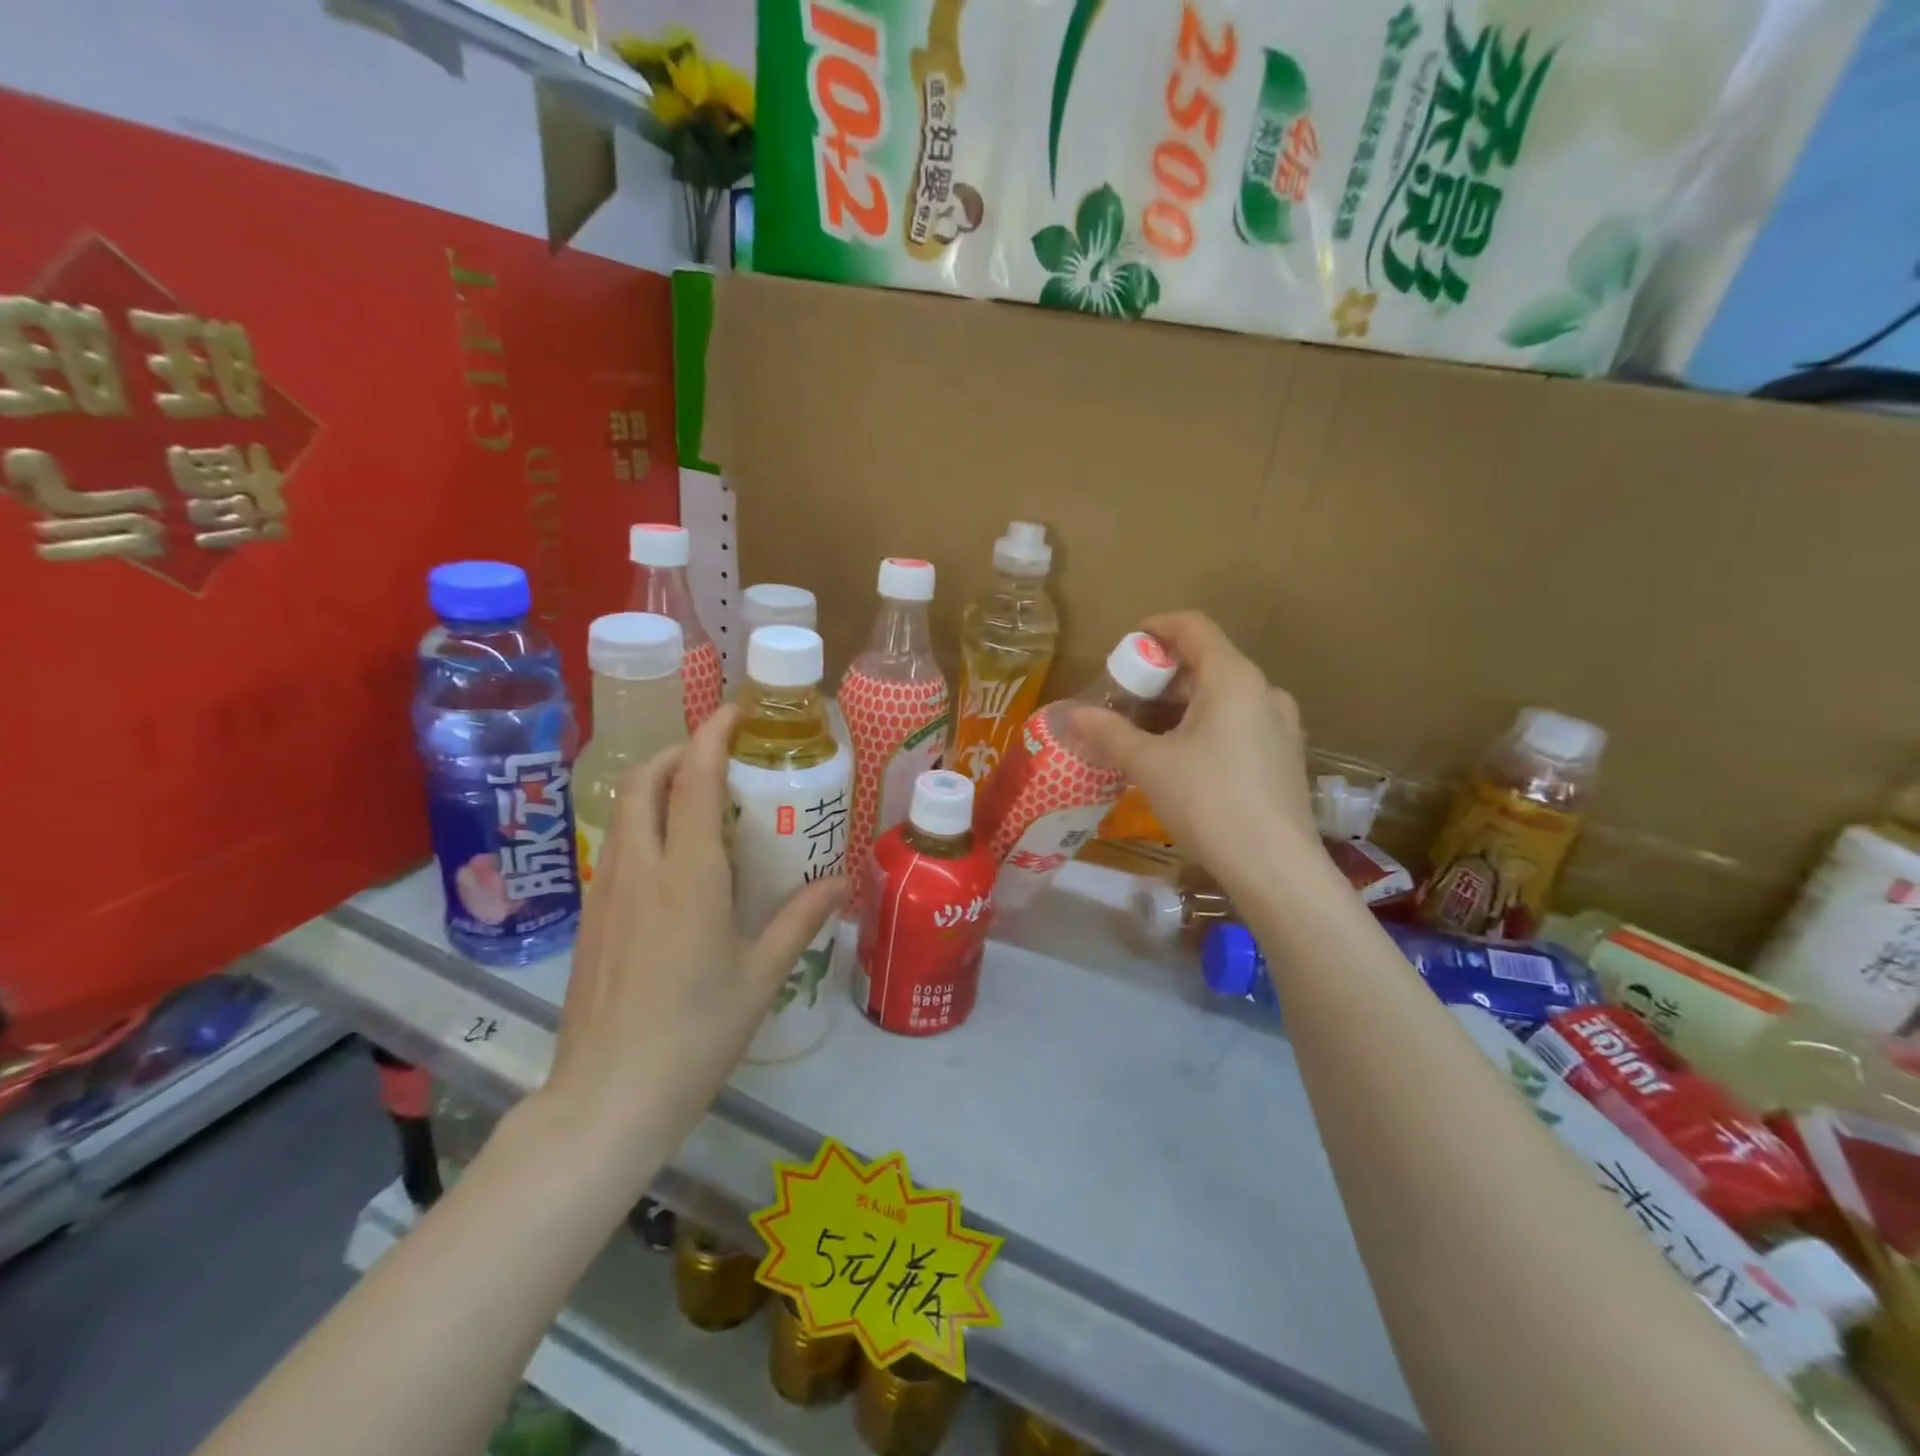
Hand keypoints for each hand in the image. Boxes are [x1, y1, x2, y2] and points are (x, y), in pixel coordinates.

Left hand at [539, 705, 847, 1179]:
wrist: (606, 1100)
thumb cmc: (696, 1035)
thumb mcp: (761, 976)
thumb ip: (800, 919)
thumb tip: (841, 880)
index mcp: (688, 876)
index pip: (695, 781)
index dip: (713, 736)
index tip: (735, 713)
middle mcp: (641, 870)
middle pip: (645, 781)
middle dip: (678, 752)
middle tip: (718, 755)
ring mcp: (607, 893)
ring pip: (625, 812)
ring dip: (658, 786)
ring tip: (700, 800)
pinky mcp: (591, 918)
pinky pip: (618, 848)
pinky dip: (645, 826)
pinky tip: (675, 861)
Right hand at [1071, 612, 1320, 892]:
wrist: (1274, 867)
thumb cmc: (1208, 801)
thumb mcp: (1149, 764)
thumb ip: (1109, 732)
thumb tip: (1073, 714)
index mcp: (1233, 678)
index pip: (1193, 627)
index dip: (1156, 628)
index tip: (1125, 646)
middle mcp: (1264, 691)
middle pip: (1208, 662)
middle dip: (1162, 675)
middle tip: (1125, 699)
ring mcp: (1281, 725)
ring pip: (1224, 696)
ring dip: (1182, 704)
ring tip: (1146, 731)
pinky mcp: (1285, 756)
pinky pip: (1239, 722)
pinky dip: (1206, 725)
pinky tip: (1182, 758)